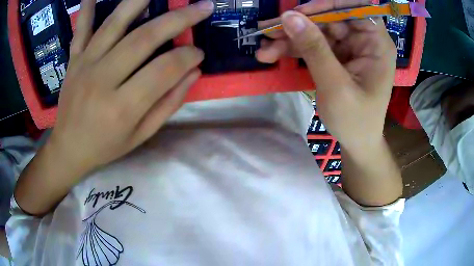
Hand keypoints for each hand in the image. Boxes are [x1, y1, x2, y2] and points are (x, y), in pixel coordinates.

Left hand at [48, 0, 213, 176]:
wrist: (68, 149)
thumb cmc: (105, 146)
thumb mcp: (141, 135)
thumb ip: (168, 104)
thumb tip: (193, 72)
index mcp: (122, 107)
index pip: (163, 70)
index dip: (187, 57)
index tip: (198, 53)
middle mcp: (102, 80)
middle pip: (144, 38)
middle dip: (179, 19)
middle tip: (203, 7)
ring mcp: (85, 65)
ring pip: (115, 24)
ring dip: (140, 1)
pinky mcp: (74, 60)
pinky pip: (81, 29)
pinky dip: (88, 8)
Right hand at [257, 0, 396, 150]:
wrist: (357, 144)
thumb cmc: (355, 121)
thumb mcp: (335, 86)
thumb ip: (314, 49)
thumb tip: (289, 17)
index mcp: (376, 43)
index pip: (355, 8)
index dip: (328, 5)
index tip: (300, 12)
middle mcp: (364, 40)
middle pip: (330, 18)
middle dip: (299, 25)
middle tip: (268, 30)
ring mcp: (350, 47)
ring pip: (317, 30)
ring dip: (290, 38)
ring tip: (264, 49)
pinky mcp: (337, 56)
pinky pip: (313, 44)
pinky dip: (293, 49)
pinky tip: (272, 54)